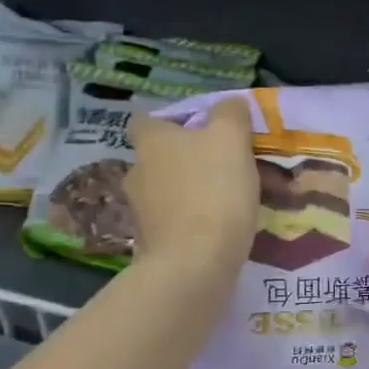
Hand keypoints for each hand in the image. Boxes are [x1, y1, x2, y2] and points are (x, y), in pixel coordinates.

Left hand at [126, 98, 258, 279]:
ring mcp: (140, 213)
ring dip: (188, 195)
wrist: (195, 264)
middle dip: (183, 162)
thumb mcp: (231, 139)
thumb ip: (230, 114)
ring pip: (165, 193)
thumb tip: (229, 104)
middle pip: (157, 159)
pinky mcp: (150, 246)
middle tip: (220, 169)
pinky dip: (190, 225)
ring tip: (225, 204)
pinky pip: (172, 226)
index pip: (145, 121)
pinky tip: (217, 232)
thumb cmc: (213, 192)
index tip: (197, 131)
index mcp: (151, 142)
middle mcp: (137, 173)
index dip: (169, 122)